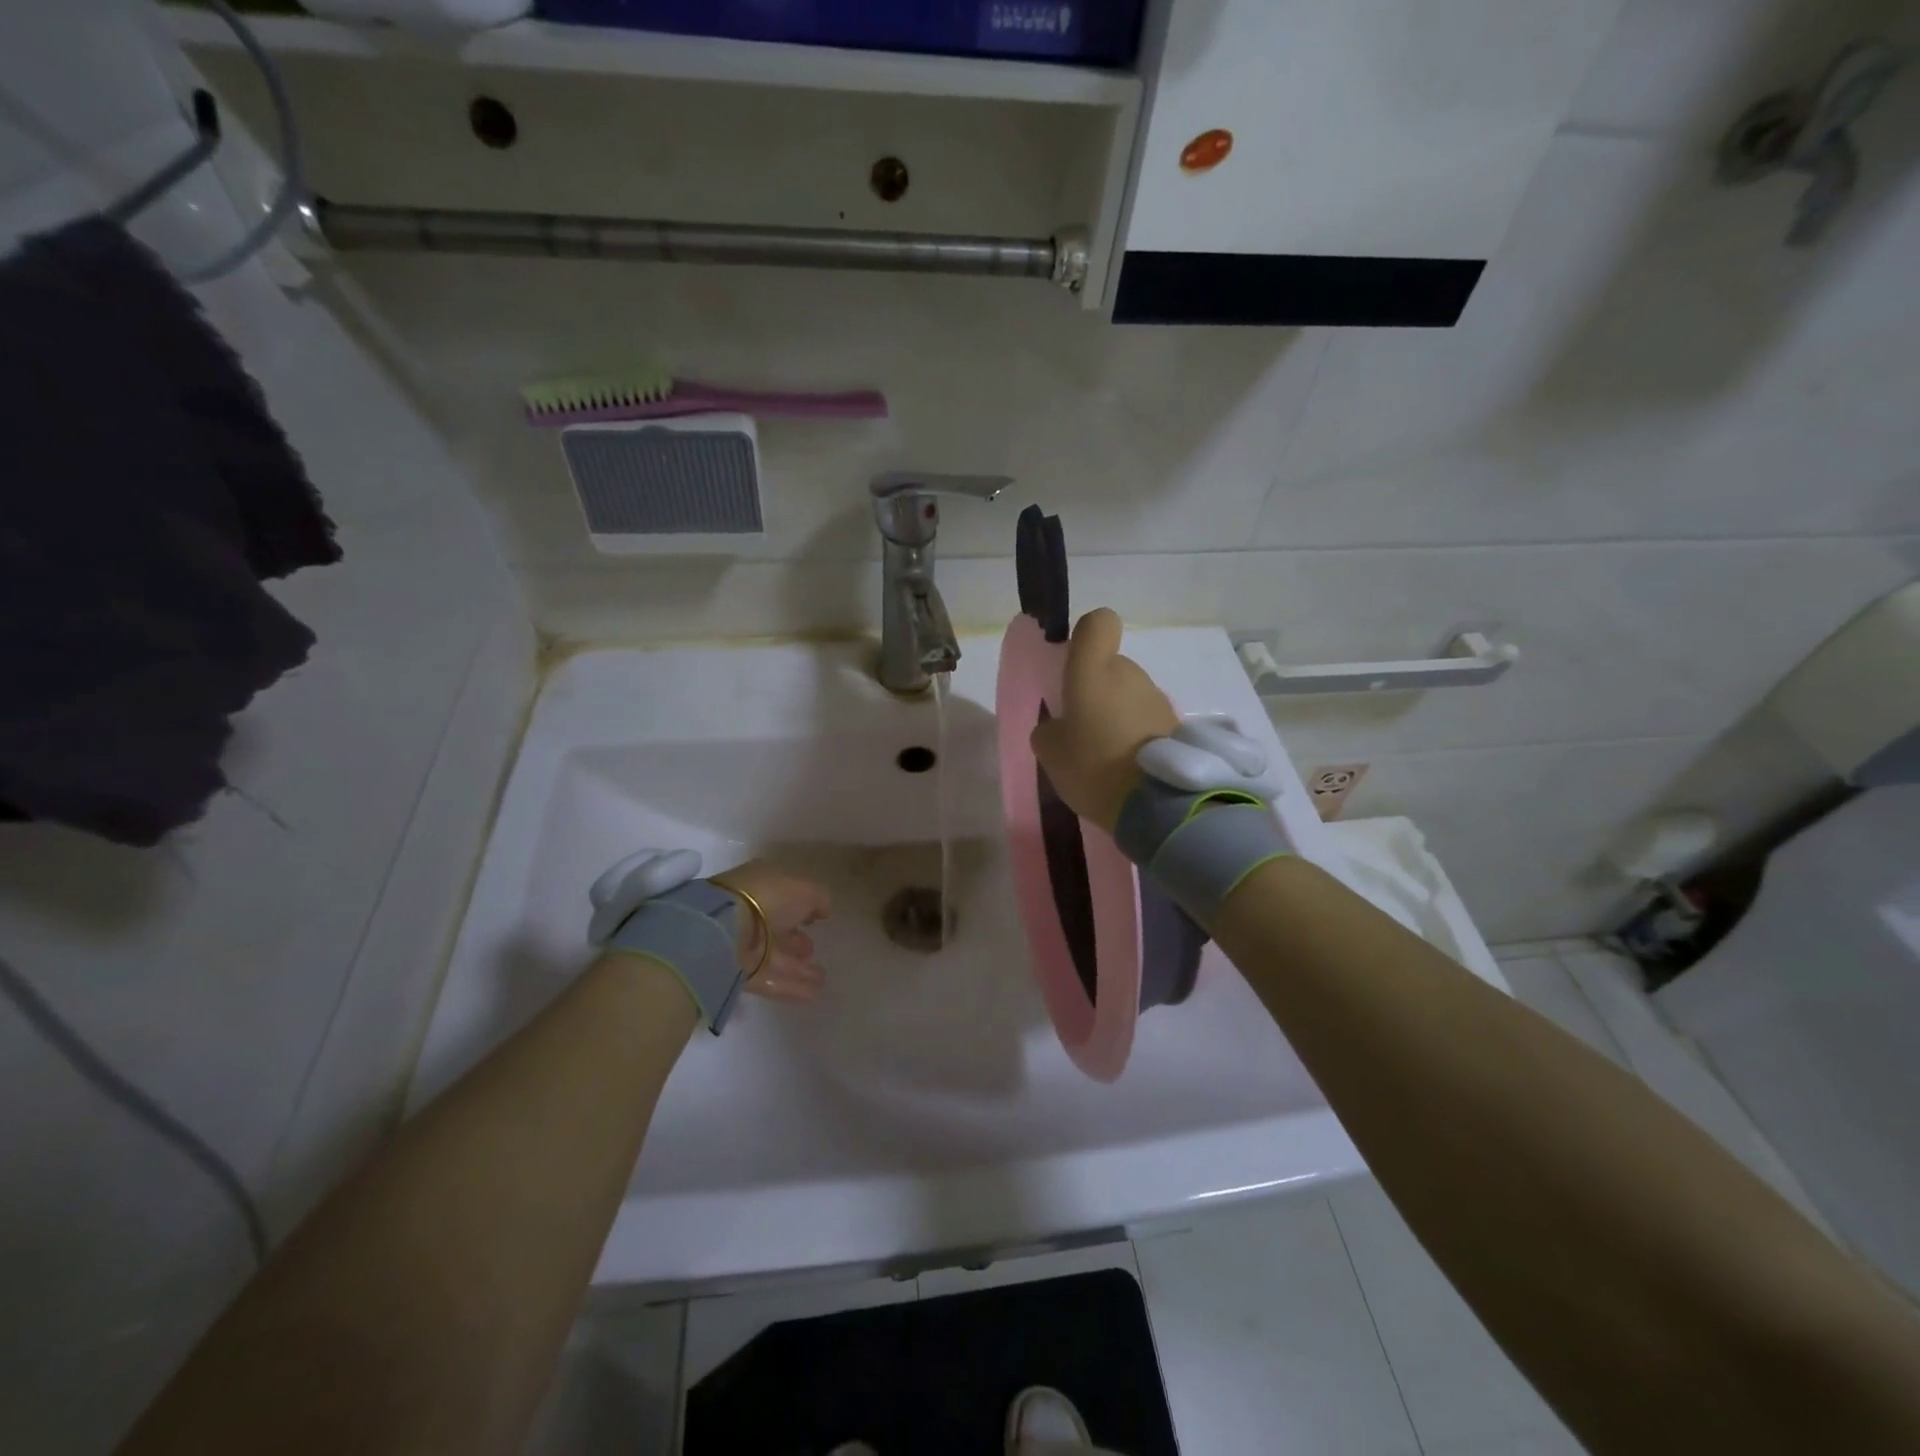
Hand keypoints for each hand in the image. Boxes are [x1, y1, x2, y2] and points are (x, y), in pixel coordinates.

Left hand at [710, 860, 830, 1002]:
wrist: (725, 930)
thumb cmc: (767, 897)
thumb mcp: (804, 890)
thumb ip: (819, 898)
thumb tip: (823, 910)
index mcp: (760, 884)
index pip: (783, 895)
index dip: (801, 906)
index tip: (817, 919)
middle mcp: (749, 911)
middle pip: (776, 927)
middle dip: (796, 939)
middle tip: (813, 949)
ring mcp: (742, 944)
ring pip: (775, 956)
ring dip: (798, 966)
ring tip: (822, 977)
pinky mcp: (739, 973)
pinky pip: (771, 979)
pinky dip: (793, 986)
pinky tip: (815, 992)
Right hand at [1029, 607, 1178, 832]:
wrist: (1156, 804)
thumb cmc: (1093, 767)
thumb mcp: (1050, 752)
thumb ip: (1049, 729)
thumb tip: (1060, 726)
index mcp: (1094, 671)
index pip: (1098, 623)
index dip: (1085, 637)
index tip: (1073, 666)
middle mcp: (1130, 674)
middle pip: (1111, 666)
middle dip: (1097, 690)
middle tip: (1083, 730)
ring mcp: (1157, 698)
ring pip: (1129, 693)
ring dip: (1117, 714)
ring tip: (1106, 755)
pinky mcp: (1176, 724)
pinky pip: (1146, 718)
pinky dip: (1136, 734)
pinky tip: (1127, 766)